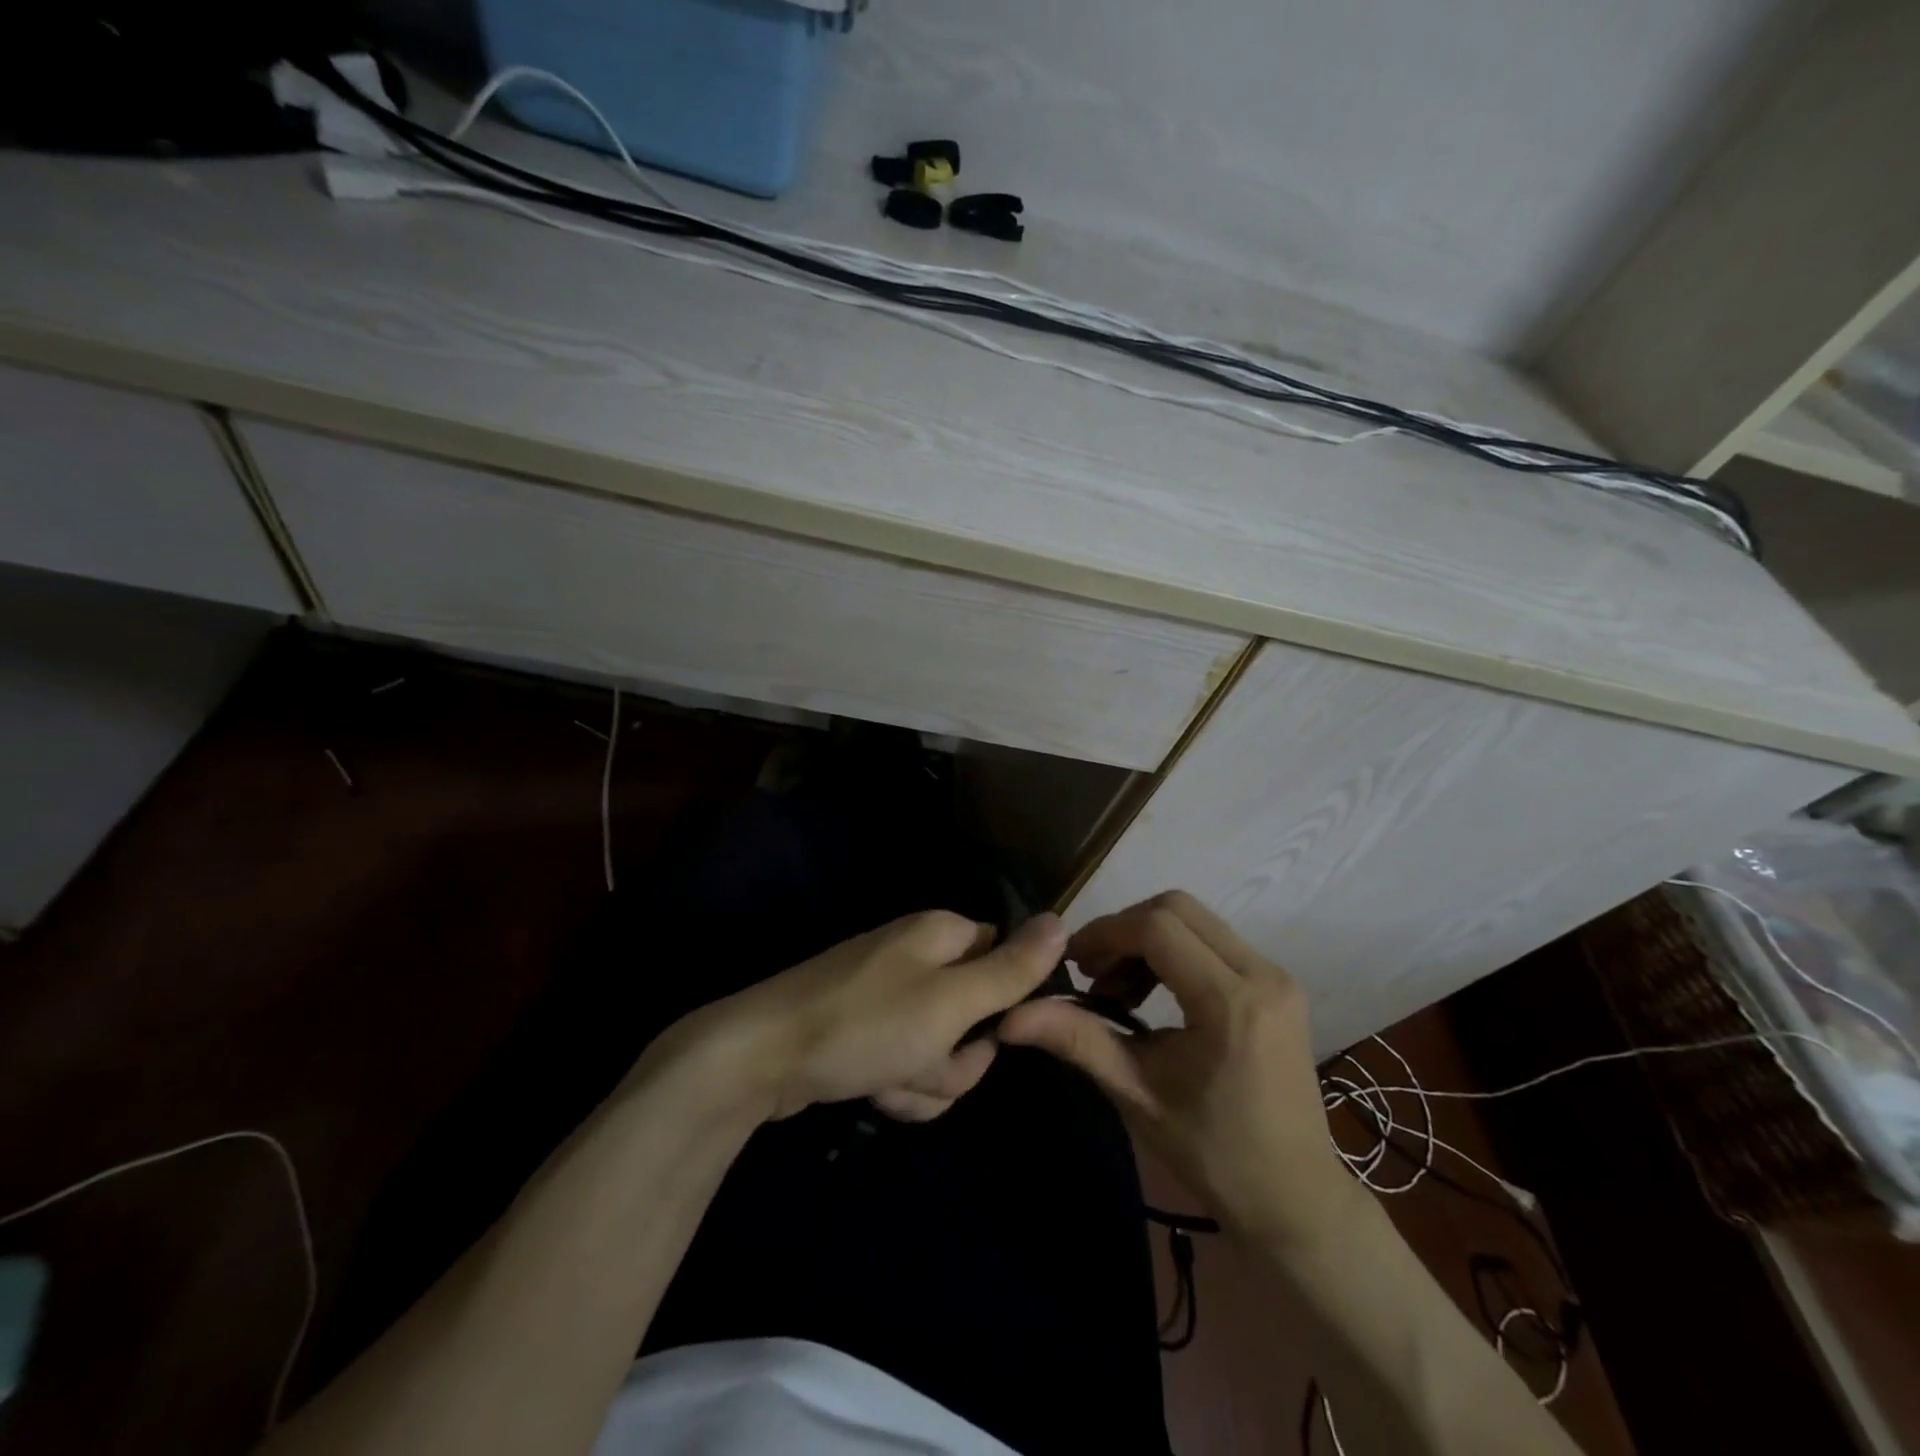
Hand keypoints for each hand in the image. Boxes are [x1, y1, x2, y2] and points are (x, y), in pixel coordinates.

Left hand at [669, 911, 1067, 1123]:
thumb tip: (1063, 919)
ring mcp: (890, 996)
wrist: (760, 1059)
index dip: (1005, 1008)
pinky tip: (870, 1091)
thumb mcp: (951, 1001)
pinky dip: (897, 1084)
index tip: (990, 1036)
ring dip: (926, 1080)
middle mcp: (919, 957)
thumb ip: (1012, 968)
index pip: (1006, 963)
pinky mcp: (866, 1031)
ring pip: (943, 1051)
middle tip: (925, 1062)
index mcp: (943, 935)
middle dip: (958, 1058)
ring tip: (888, 1081)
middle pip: (976, 1018)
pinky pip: (907, 1063)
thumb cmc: (865, 1024)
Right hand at [999, 892, 1355, 1245]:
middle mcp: (1262, 974)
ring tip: (1119, 991)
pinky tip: (1153, 995)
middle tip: (1094, 973)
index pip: (1157, 927)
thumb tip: (1010, 1016)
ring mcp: (1277, 976)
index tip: (1073, 963)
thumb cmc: (1213, 1154)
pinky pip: (1215, 942)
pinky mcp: (1278, 985)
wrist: (1295, 1200)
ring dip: (1148, 939)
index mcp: (1231, 1002)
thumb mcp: (1136, 1094)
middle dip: (1124, 929)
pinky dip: (1175, 952)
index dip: (1106, 933)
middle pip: (1177, 908)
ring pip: (1196, 921)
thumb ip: (1077, 1040)